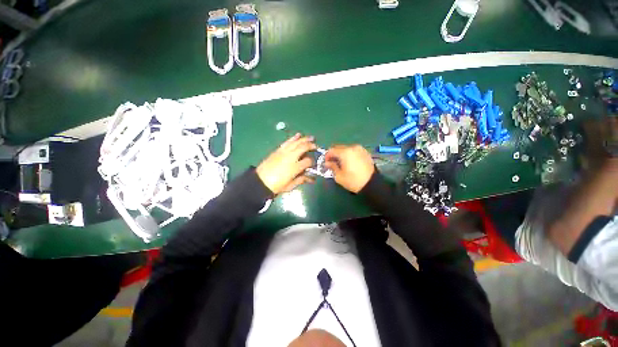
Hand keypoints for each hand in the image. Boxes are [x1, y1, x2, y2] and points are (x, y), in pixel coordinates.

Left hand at [256, 134, 316, 194]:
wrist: (260, 181)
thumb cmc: (276, 186)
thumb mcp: (290, 185)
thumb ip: (301, 180)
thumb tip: (311, 179)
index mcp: (295, 167)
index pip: (308, 161)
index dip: (312, 162)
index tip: (313, 164)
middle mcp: (291, 157)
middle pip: (303, 147)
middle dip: (311, 145)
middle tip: (316, 146)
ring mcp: (284, 152)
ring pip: (296, 142)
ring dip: (304, 139)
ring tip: (311, 138)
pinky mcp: (278, 150)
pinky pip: (287, 142)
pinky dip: (293, 138)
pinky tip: (298, 135)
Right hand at [324, 144, 374, 192]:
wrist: (372, 184)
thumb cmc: (353, 180)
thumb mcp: (339, 176)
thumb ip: (332, 167)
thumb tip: (327, 163)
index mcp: (345, 152)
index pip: (331, 150)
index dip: (327, 156)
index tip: (326, 163)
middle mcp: (353, 147)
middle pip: (339, 148)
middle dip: (334, 155)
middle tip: (333, 163)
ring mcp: (360, 149)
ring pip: (346, 149)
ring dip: (342, 154)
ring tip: (342, 164)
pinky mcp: (365, 152)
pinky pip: (353, 151)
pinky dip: (349, 155)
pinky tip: (350, 163)